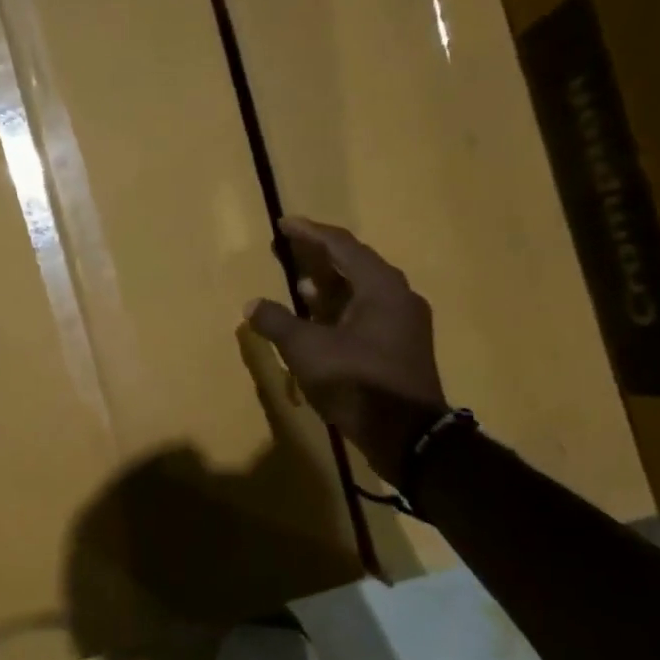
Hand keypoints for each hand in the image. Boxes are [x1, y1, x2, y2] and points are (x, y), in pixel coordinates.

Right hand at [247, 216, 447, 485]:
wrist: (408, 435)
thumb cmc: (357, 381)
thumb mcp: (307, 350)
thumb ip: (277, 322)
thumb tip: (252, 305)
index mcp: (381, 287)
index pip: (342, 246)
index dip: (310, 233)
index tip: (284, 224)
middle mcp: (398, 298)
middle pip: (355, 266)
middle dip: (320, 258)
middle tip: (290, 251)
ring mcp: (403, 325)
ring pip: (361, 293)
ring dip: (329, 288)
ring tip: (299, 286)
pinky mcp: (400, 349)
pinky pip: (366, 316)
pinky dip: (339, 313)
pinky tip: (318, 324)